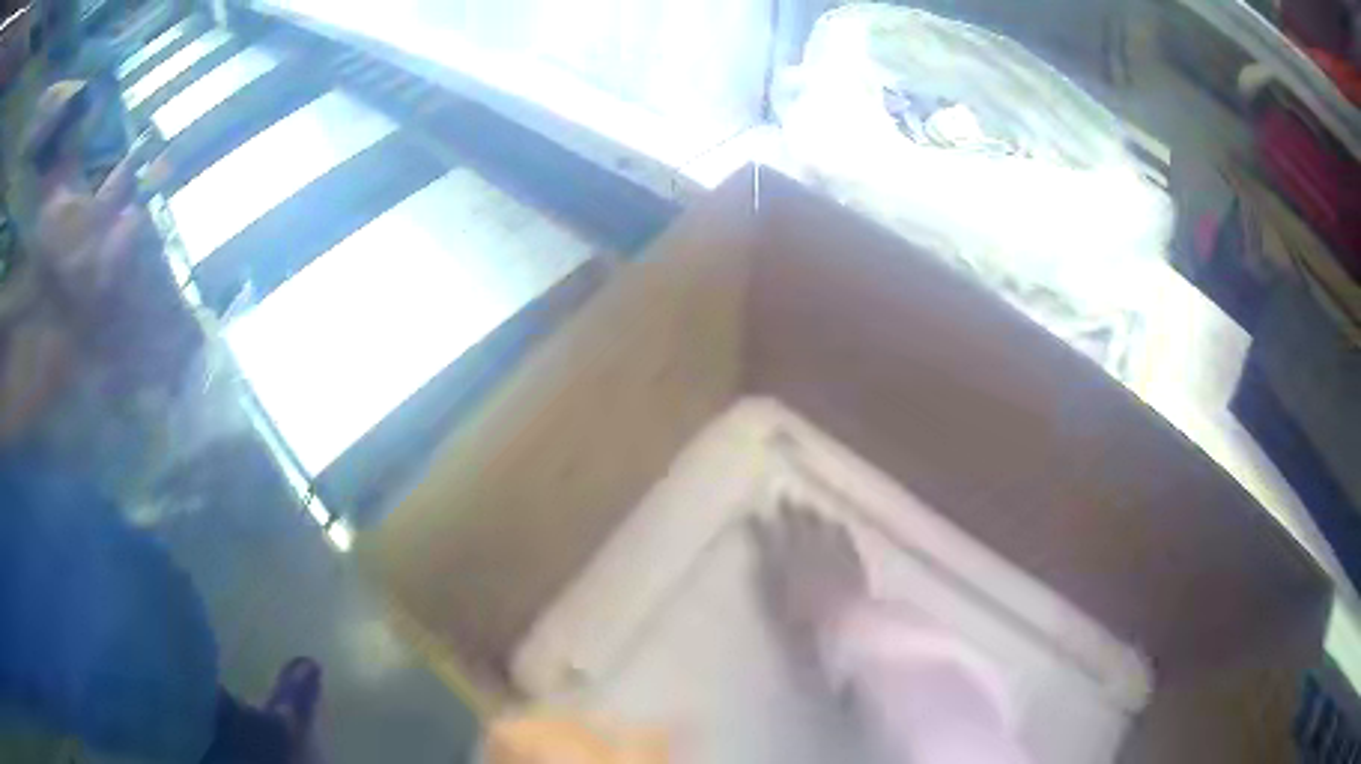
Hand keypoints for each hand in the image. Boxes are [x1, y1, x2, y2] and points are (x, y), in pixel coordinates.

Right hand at [751, 502, 867, 637]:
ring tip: (809, 507)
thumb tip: (761, 555)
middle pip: (798, 525)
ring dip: (814, 515)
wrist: (847, 623)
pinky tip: (837, 525)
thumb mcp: (775, 601)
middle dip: (790, 510)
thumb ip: (767, 576)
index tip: (753, 513)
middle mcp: (810, 550)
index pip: (768, 537)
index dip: (760, 525)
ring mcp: (834, 553)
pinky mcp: (854, 560)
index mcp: (785, 560)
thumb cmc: (803, 620)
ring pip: (823, 526)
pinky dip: (837, 528)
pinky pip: (844, 536)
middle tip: (784, 495)